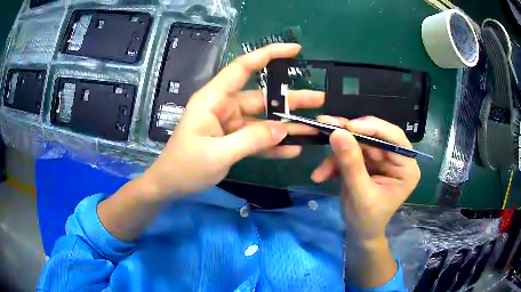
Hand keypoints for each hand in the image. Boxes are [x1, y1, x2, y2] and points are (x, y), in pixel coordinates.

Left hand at [141, 44, 323, 198]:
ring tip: (314, 128)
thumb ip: (251, 140)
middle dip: (291, 99)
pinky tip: (293, 149)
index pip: (243, 67)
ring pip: (263, 120)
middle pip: (262, 97)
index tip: (294, 50)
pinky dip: (273, 144)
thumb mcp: (217, 154)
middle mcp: (224, 106)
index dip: (269, 55)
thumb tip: (284, 129)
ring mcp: (230, 124)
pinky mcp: (233, 139)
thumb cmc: (185, 166)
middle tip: (320, 100)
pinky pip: (257, 138)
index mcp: (214, 99)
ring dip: (287, 125)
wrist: (171, 185)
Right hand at [311, 116, 419, 241]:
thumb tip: (337, 132)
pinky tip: (321, 176)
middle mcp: (395, 158)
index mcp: (406, 167)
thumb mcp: (360, 194)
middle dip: (347, 138)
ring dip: (335, 155)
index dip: (372, 127)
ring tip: (319, 172)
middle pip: (372, 136)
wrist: (359, 233)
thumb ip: (351, 164)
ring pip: (357, 143)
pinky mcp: (366, 161)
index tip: (347, 126)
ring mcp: (380, 159)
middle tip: (325, 129)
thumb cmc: (367, 219)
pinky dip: (333, 163)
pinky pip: (348, 152)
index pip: (393, 137)